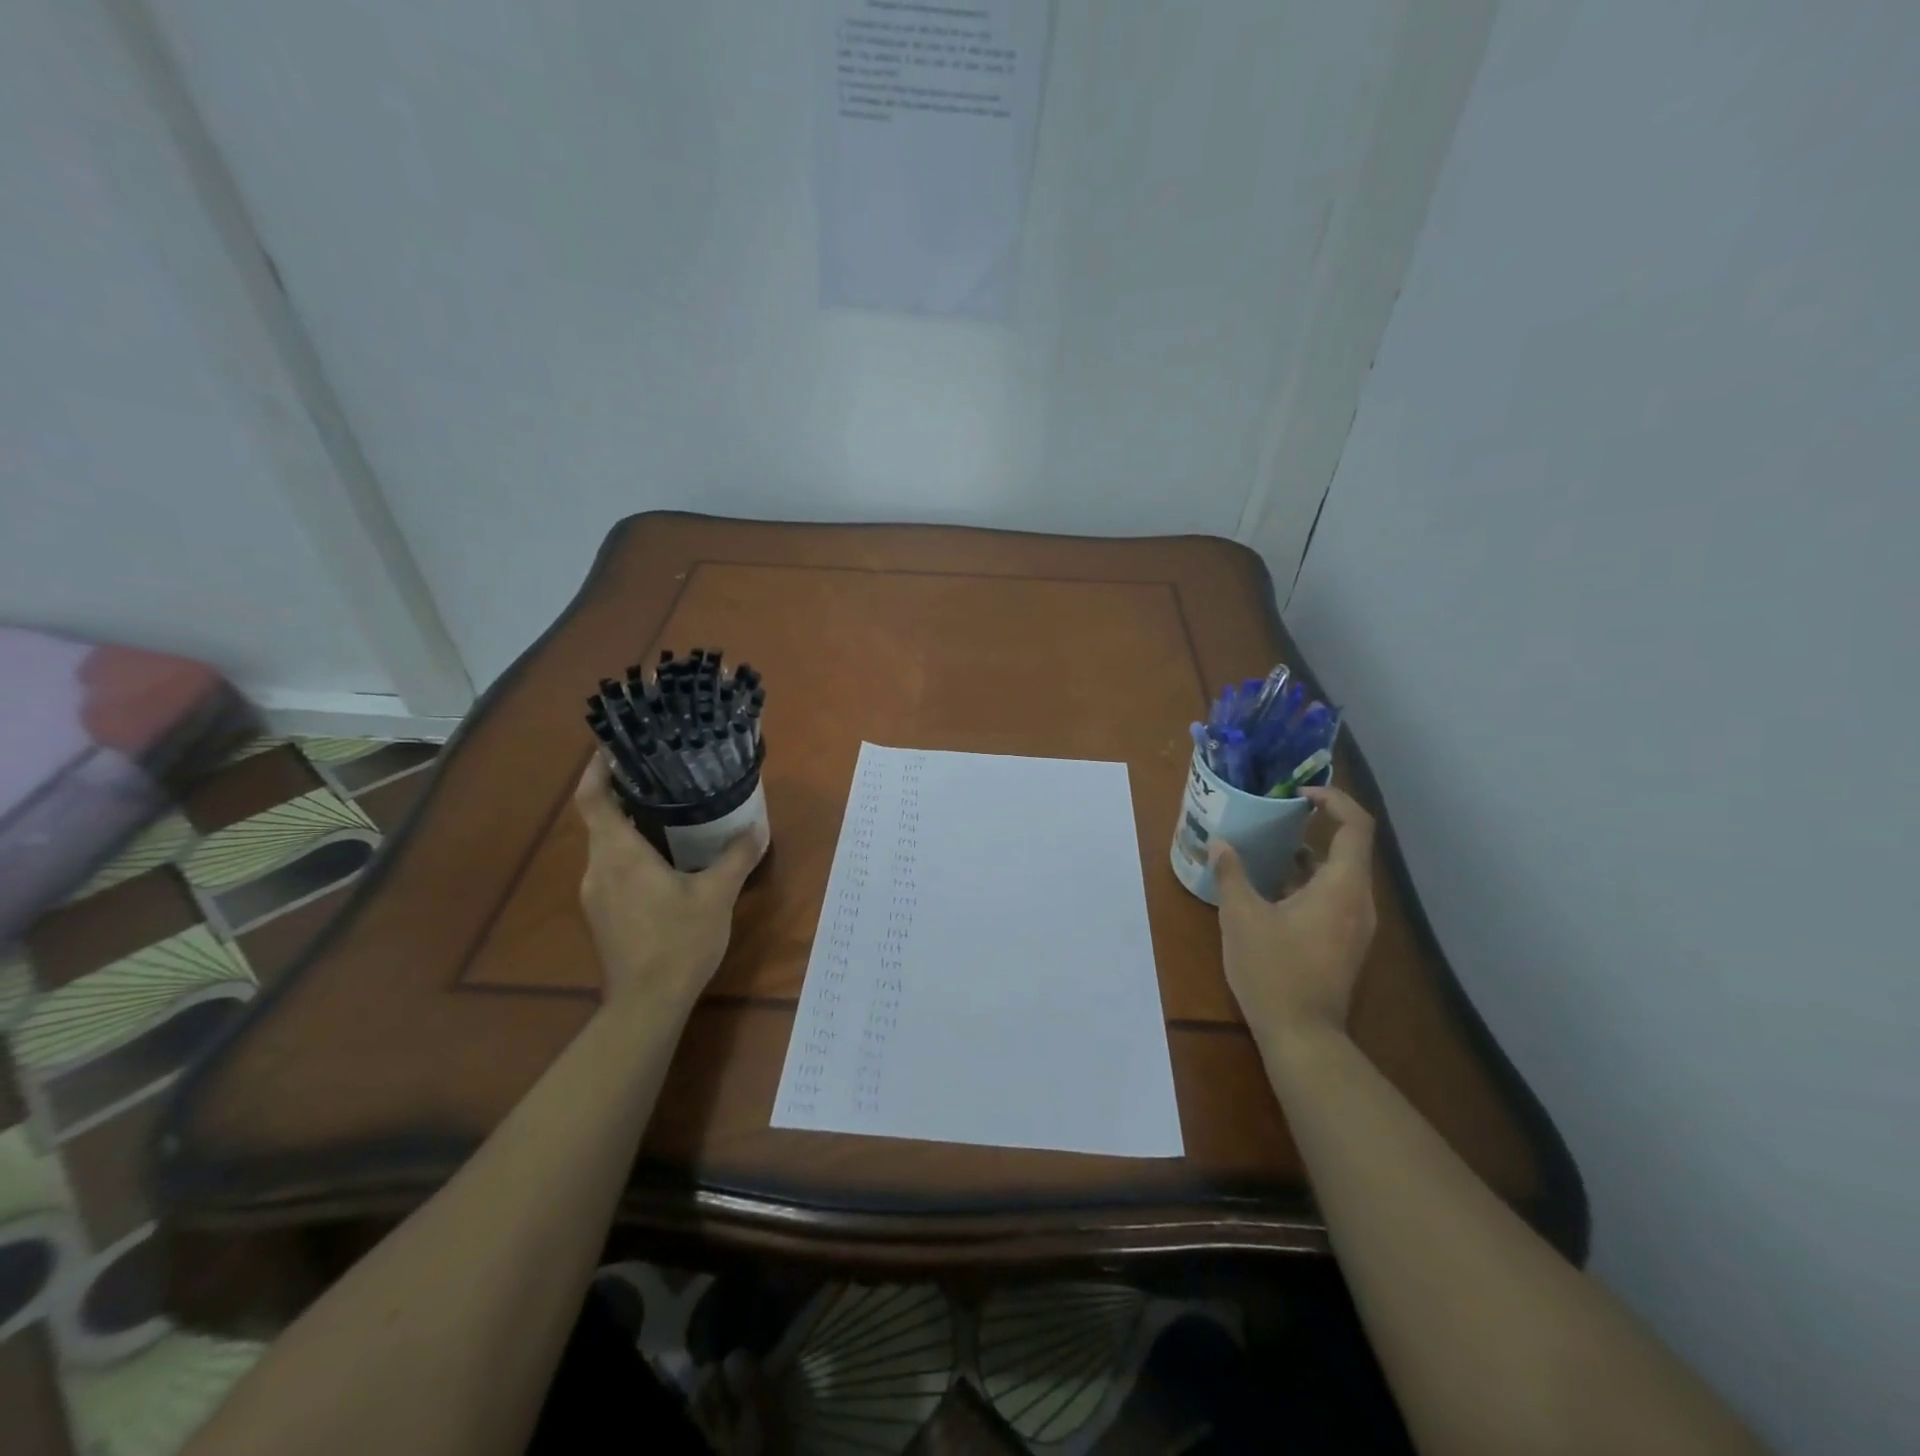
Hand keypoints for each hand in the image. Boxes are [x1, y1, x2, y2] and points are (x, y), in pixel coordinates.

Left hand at [573, 756, 762, 1016]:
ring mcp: (595, 893)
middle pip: (599, 818)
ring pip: (606, 844)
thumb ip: (736, 857)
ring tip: (666, 809)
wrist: (647, 1003)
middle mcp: (598, 868)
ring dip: (629, 823)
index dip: (597, 769)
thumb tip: (756, 827)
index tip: (613, 746)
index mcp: (619, 854)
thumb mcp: (717, 895)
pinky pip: (612, 867)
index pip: (593, 798)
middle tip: (659, 773)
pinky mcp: (602, 913)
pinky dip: (631, 850)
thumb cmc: (679, 942)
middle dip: (623, 792)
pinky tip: (663, 857)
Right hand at [1212, 785, 1377, 1058]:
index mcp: (1342, 887)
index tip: (1301, 792)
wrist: (1303, 1036)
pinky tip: (1273, 888)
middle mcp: (1359, 901)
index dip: (1335, 800)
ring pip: (1339, 875)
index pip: (1356, 826)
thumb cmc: (1274, 970)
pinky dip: (1310, 882)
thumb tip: (1220, 844)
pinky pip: (1334, 897)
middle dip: (1317, 825)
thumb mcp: (1242, 917)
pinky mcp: (1345, 943)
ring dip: (1309, 856)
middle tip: (1278, 813)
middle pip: (1349, 848)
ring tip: (1270, 846)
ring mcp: (1356, 926)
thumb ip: (1232, 875)